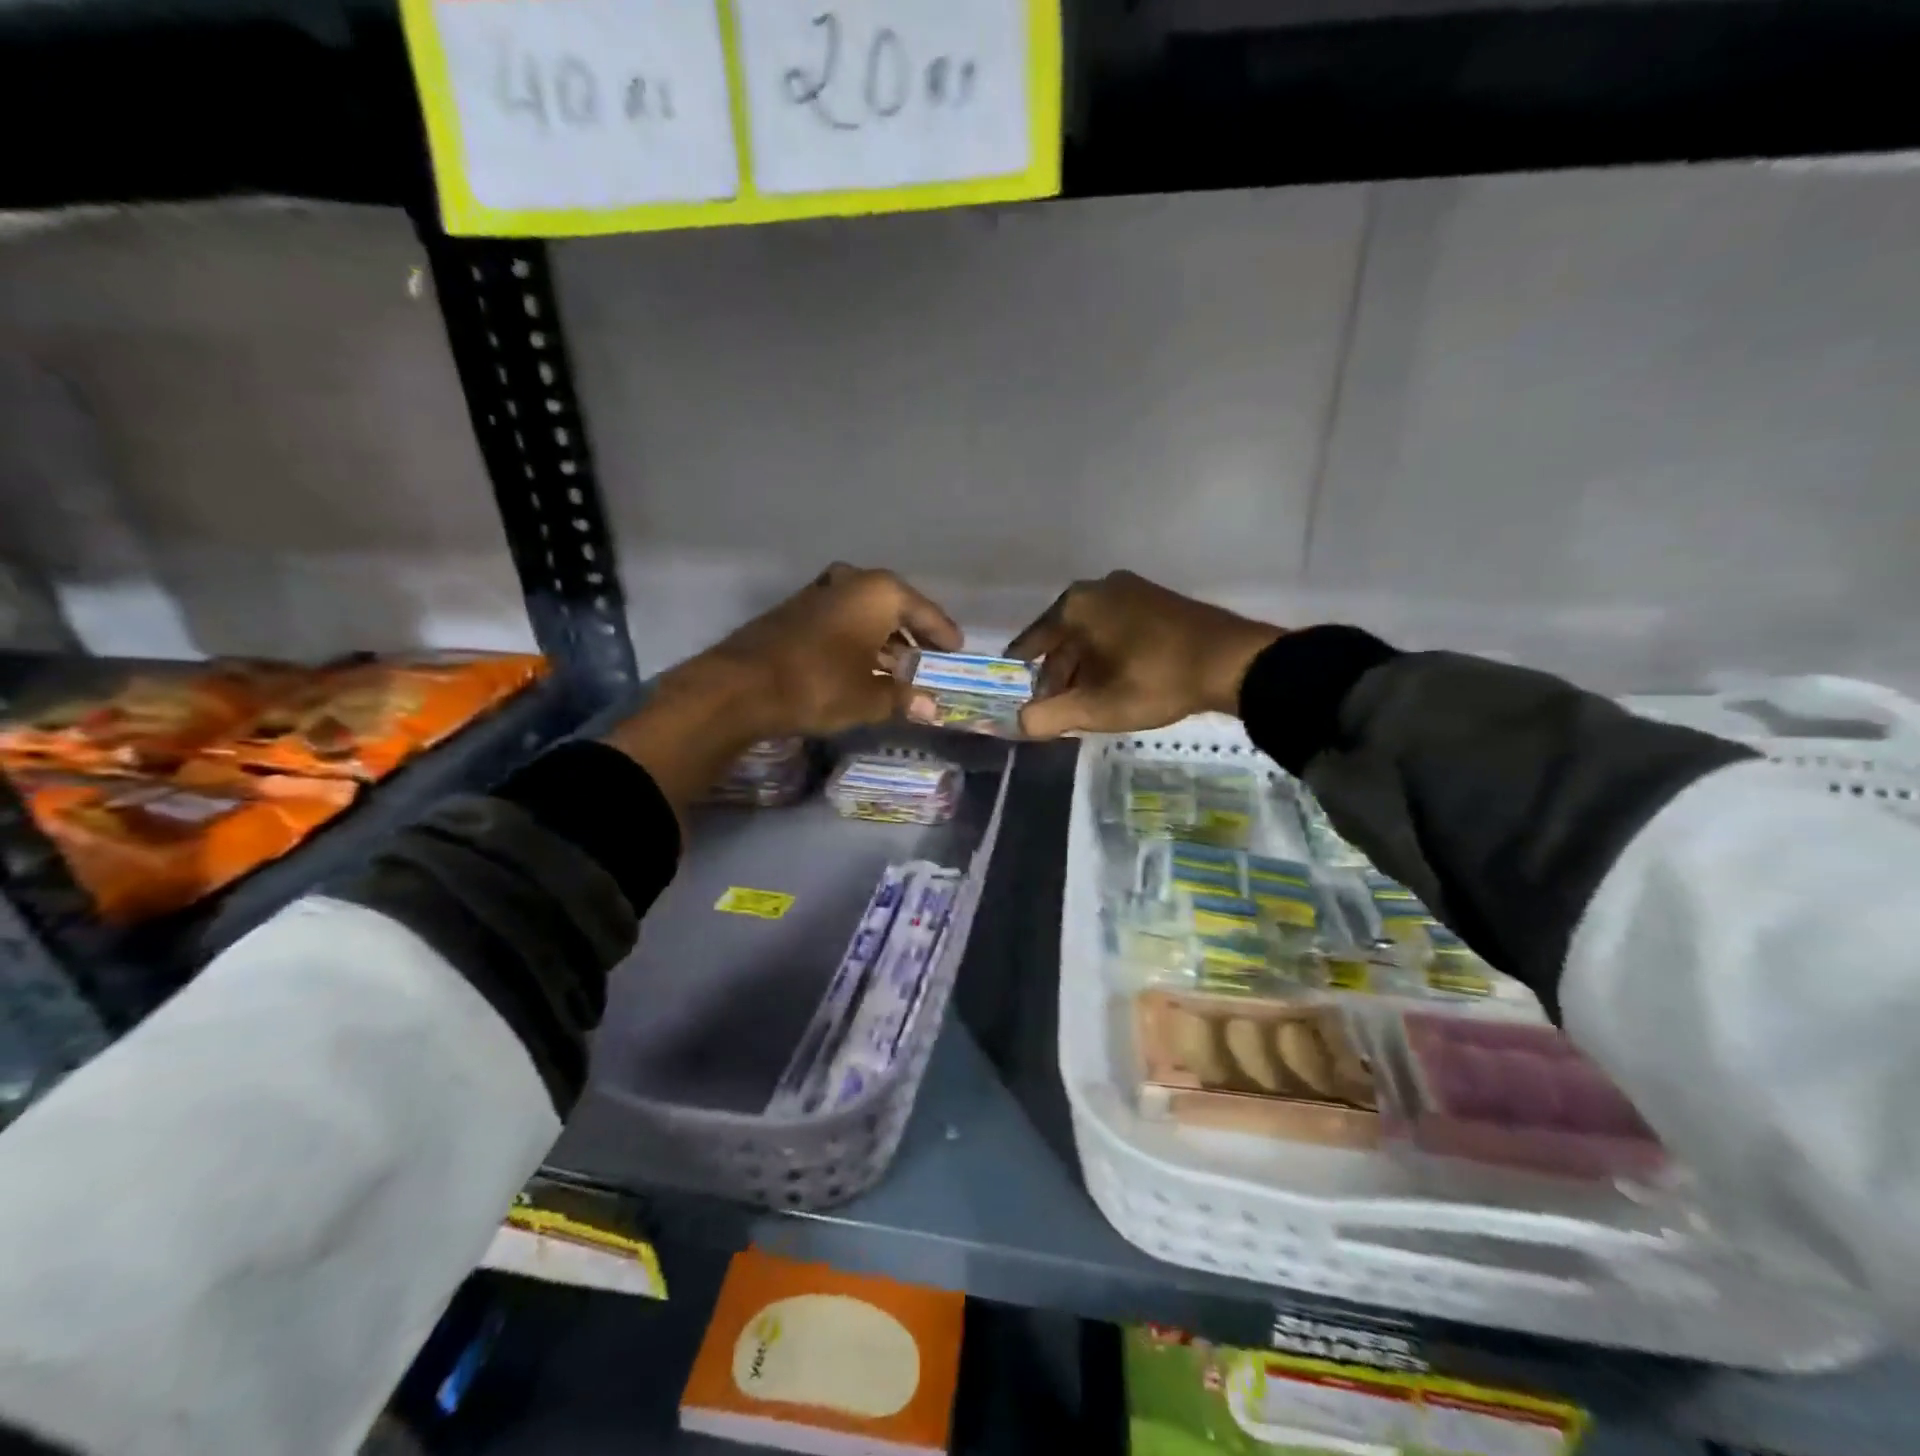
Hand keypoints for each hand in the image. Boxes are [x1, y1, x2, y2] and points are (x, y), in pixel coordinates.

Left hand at [606, 564, 961, 818]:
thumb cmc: (820, 684)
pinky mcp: (795, 609)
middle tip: (928, 658)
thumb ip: (904, 698)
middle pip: (894, 607)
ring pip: (864, 613)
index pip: (925, 612)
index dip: (943, 633)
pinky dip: (856, 639)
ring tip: (897, 668)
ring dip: (882, 639)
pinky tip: (859, 665)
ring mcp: (819, 592)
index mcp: (879, 592)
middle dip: (911, 635)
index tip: (958, 648)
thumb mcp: (869, 698)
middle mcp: (852, 581)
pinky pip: (841, 620)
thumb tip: (932, 709)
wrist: (742, 686)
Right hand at [1007, 571, 1281, 737]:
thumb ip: (1049, 716)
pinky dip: (1108, 655)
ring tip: (1089, 702)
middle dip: (1057, 676)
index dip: (1023, 676)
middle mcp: (1097, 588)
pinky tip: (1117, 681)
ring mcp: (1130, 589)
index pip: (1031, 643)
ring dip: (1083, 668)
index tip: (1020, 700)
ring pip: (1090, 635)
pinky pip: (1116, 628)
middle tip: (1059, 710)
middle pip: (1062, 639)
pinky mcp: (1156, 599)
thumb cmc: (1156, 680)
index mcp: (1075, 605)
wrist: (1233, 661)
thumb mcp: (1097, 707)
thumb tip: (1019, 722)